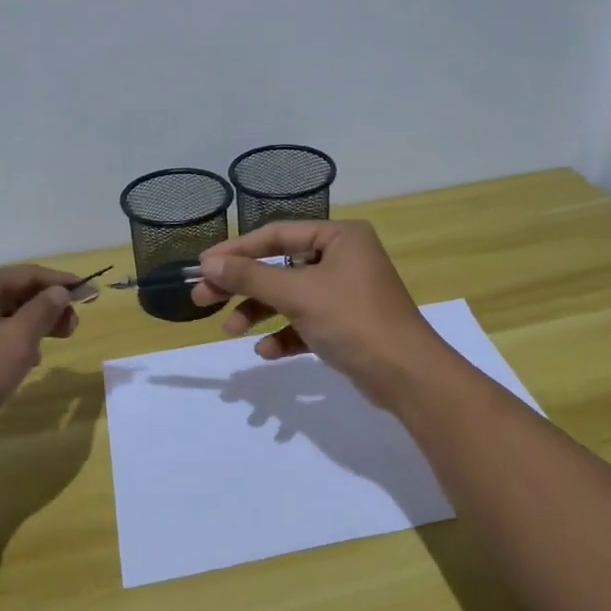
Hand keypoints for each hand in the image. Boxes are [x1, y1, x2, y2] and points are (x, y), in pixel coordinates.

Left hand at [0, 266, 82, 444]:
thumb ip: (42, 312)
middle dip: (48, 306)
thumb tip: (59, 292)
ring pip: (3, 315)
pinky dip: (12, 342)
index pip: (29, 273)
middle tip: (74, 328)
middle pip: (16, 293)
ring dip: (32, 326)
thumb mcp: (16, 342)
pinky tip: (23, 363)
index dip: (64, 282)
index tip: (93, 294)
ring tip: (51, 346)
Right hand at [190, 221, 451, 408]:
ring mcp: (346, 292)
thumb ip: (251, 276)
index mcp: (340, 237)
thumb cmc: (353, 320)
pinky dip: (285, 334)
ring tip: (231, 330)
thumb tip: (209, 263)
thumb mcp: (298, 294)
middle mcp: (344, 258)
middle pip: (280, 265)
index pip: (277, 234)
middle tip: (203, 299)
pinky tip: (266, 352)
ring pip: (290, 296)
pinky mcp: (346, 324)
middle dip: (243, 285)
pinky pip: (306, 322)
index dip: (237, 249)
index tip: (203, 265)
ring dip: (260, 312)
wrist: (407, 376)